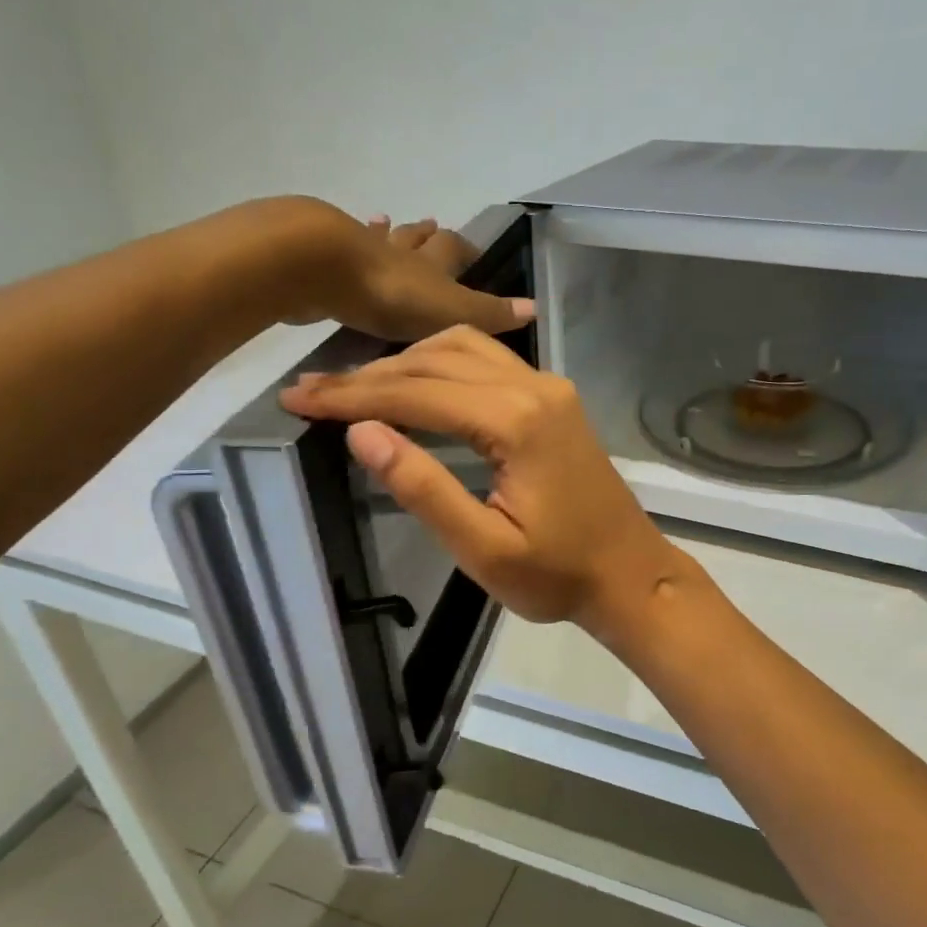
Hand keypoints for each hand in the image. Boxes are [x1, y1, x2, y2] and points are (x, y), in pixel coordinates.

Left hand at [241, 199, 530, 341]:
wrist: (323, 269)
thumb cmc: (393, 294)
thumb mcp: (452, 311)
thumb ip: (489, 314)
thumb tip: (535, 308)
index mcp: (432, 264)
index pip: (455, 249)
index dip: (466, 249)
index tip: (473, 251)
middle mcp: (401, 251)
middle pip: (417, 238)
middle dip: (427, 235)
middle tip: (432, 226)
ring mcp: (361, 251)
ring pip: (379, 237)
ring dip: (386, 233)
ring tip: (386, 221)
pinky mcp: (325, 258)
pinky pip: (342, 248)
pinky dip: (346, 243)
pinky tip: (339, 238)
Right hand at [278, 326, 688, 635]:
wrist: (630, 575)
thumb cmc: (558, 577)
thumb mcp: (484, 548)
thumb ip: (423, 488)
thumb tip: (363, 432)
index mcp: (516, 422)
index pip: (417, 393)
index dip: (352, 396)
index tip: (297, 398)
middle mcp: (535, 388)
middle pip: (436, 359)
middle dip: (370, 375)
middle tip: (312, 392)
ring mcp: (549, 388)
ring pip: (464, 349)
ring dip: (406, 362)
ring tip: (355, 388)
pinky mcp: (555, 400)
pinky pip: (488, 362)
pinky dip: (441, 365)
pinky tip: (415, 384)